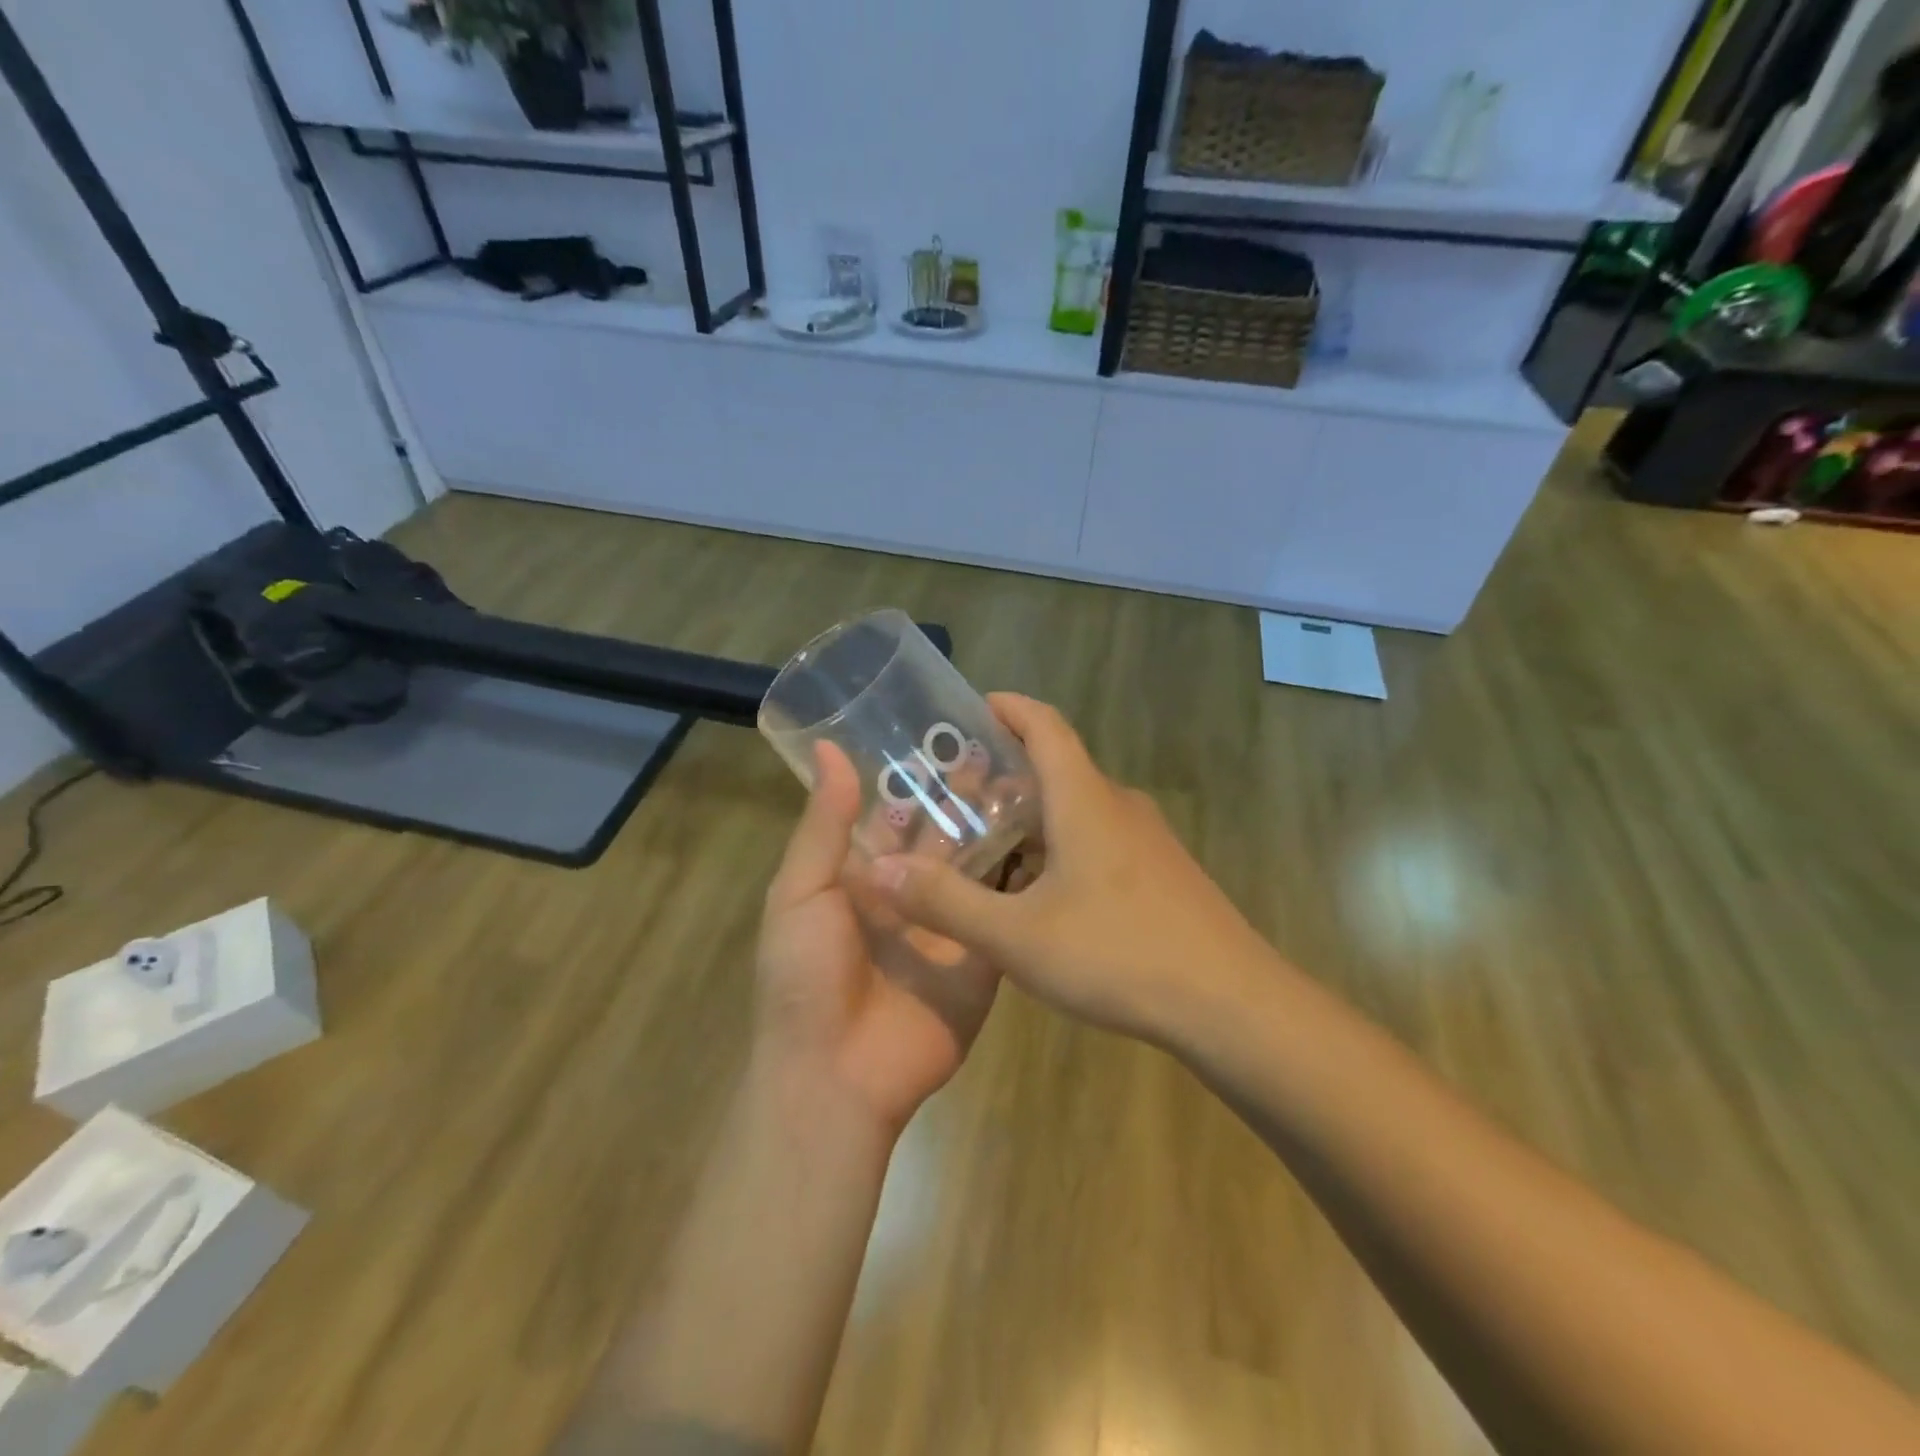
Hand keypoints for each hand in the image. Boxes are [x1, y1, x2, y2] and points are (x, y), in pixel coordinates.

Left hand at [755, 741, 999, 1133]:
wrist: (838, 1077)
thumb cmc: (805, 977)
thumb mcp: (801, 893)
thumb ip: (824, 824)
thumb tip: (830, 748)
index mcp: (862, 876)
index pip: (893, 814)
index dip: (917, 777)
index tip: (949, 730)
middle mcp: (908, 892)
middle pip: (941, 834)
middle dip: (965, 796)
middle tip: (1001, 746)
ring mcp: (949, 924)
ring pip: (977, 865)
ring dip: (998, 827)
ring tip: (1033, 777)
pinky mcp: (983, 955)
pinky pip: (1003, 909)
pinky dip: (1024, 876)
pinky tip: (1052, 835)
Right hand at [865, 695, 1275, 1044]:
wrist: (1231, 1004)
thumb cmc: (1119, 955)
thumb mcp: (1017, 937)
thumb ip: (945, 902)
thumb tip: (877, 871)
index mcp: (1084, 800)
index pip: (1045, 725)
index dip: (1009, 708)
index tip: (973, 709)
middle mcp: (1118, 806)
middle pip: (1057, 768)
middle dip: (1006, 774)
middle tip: (955, 797)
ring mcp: (1147, 841)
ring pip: (1078, 810)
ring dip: (1032, 817)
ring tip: (985, 848)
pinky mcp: (1162, 874)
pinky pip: (1099, 841)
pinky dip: (1060, 848)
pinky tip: (1039, 895)